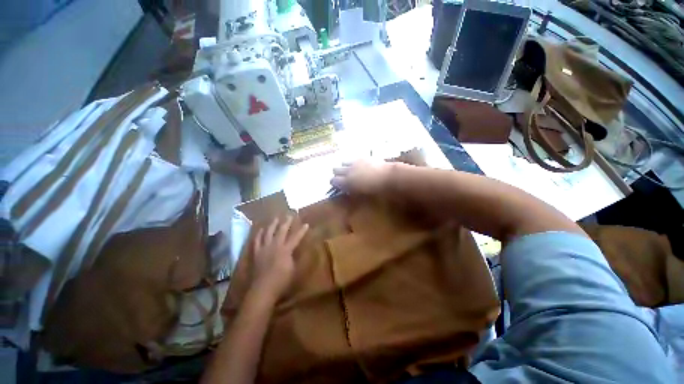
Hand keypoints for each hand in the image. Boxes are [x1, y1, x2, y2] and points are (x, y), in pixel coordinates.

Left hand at [252, 216, 308, 299]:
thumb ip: (296, 258)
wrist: (262, 290)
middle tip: (289, 215)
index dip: (301, 231)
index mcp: (286, 250)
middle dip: (286, 222)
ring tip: (275, 218)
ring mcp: (264, 248)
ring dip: (272, 225)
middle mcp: (275, 246)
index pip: (295, 237)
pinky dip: (259, 234)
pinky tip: (260, 230)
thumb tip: (299, 251)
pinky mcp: (256, 253)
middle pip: (281, 231)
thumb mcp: (294, 270)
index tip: (306, 224)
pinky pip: (256, 241)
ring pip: (268, 233)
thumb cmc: (281, 282)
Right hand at [331, 159, 392, 194]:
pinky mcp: (362, 157)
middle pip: (335, 169)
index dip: (334, 183)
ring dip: (344, 166)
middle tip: (342, 178)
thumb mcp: (361, 195)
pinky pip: (353, 158)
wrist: (388, 177)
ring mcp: (355, 162)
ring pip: (342, 162)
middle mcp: (348, 170)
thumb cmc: (375, 191)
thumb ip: (351, 191)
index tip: (336, 185)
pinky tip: (358, 166)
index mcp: (347, 182)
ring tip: (349, 170)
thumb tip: (346, 190)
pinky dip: (352, 162)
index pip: (333, 180)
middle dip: (337, 173)